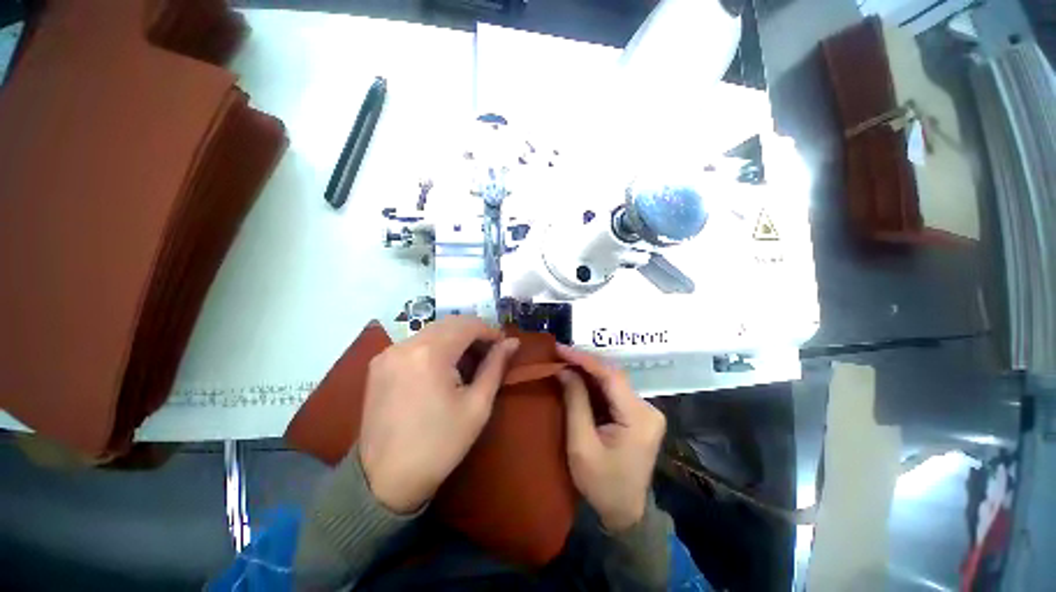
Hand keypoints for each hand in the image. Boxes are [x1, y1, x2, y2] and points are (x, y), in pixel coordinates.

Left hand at [358, 316, 518, 513]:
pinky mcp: (379, 364)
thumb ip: (496, 366)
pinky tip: (443, 367)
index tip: (503, 345)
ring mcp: (388, 353)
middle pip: (449, 323)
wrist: (385, 481)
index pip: (468, 325)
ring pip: (432, 331)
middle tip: (489, 353)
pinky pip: (415, 343)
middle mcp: (405, 344)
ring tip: (468, 361)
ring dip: (455, 338)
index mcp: (430, 353)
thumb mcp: (477, 405)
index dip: (490, 331)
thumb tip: (512, 342)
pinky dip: (436, 346)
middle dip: (473, 333)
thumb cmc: (440, 445)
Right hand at [556, 344, 665, 531]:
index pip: (611, 376)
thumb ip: (575, 402)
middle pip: (613, 375)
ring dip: (588, 371)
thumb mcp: (582, 445)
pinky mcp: (639, 414)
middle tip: (559, 353)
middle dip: (585, 363)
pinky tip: (578, 377)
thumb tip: (564, 370)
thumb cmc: (602, 484)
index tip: (560, 348)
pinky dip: (594, 383)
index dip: (584, 359)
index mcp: (639, 418)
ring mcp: (645, 411)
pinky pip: (614, 391)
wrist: (625, 512)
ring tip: (565, 361)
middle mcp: (648, 408)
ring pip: (613, 381)